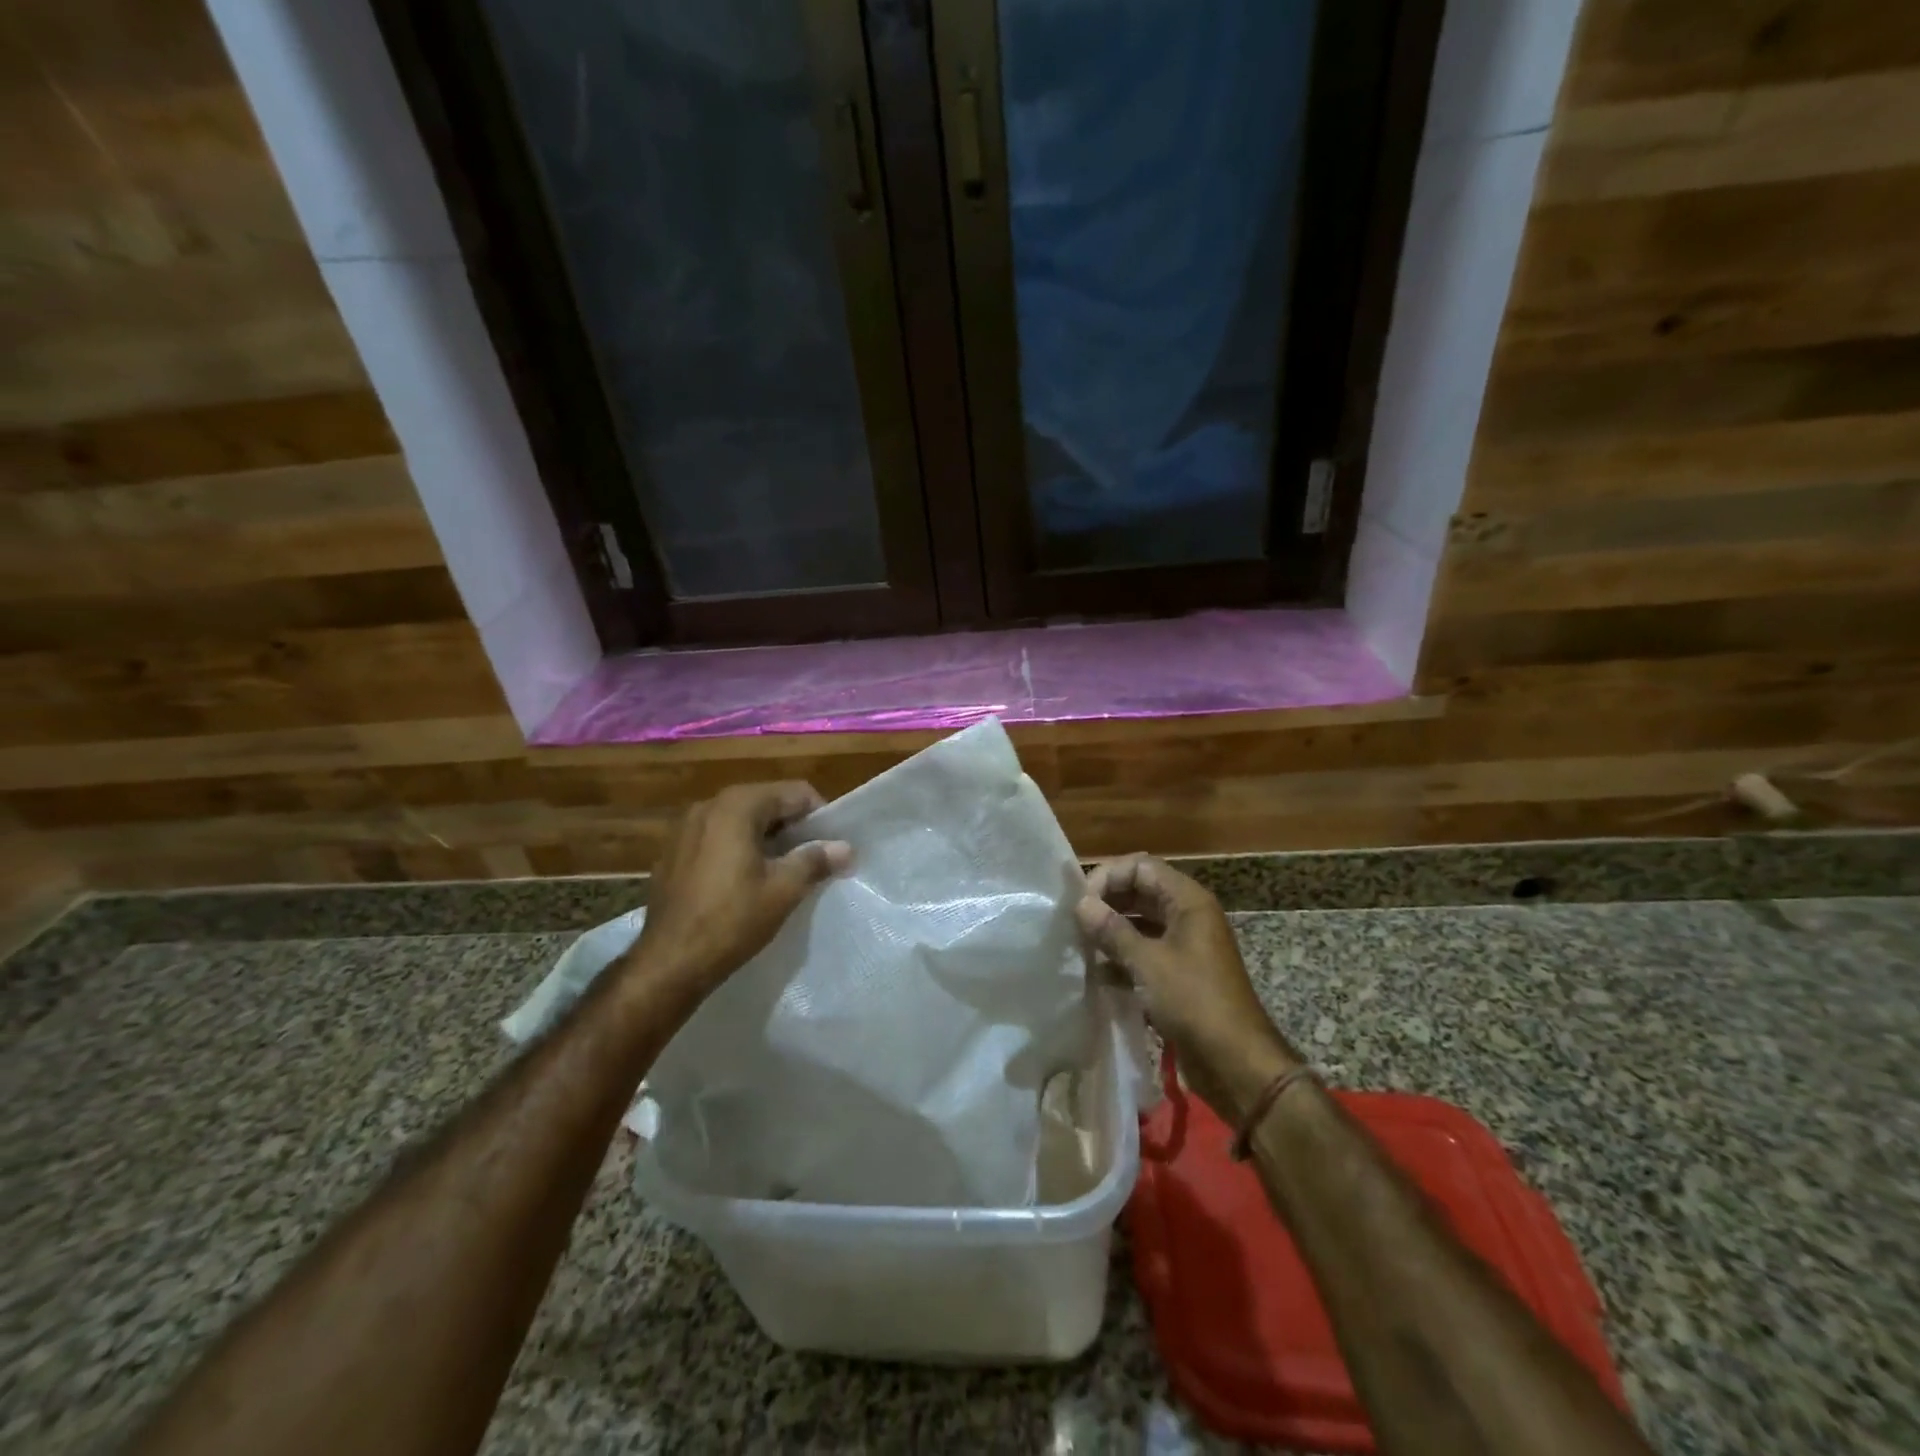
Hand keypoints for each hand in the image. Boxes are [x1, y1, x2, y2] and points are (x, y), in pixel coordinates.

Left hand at [628, 782, 851, 1000]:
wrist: (669, 962)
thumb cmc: (731, 920)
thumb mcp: (783, 890)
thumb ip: (816, 860)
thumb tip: (846, 847)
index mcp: (737, 806)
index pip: (794, 792)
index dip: (819, 815)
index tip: (831, 845)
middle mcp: (708, 805)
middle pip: (765, 801)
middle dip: (793, 825)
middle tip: (812, 857)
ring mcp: (685, 827)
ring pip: (740, 819)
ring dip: (766, 836)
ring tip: (783, 869)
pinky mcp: (673, 851)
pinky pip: (717, 836)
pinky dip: (738, 847)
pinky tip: (746, 879)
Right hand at [1076, 854, 1300, 1122]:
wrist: (1236, 1063)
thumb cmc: (1194, 1002)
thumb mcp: (1148, 963)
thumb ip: (1112, 930)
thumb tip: (1081, 905)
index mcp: (1188, 901)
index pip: (1141, 867)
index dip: (1108, 877)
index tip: (1080, 903)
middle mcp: (1188, 915)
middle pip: (1140, 891)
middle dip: (1107, 903)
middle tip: (1074, 922)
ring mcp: (1185, 945)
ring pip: (1141, 923)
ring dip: (1111, 931)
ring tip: (1080, 945)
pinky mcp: (1180, 975)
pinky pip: (1145, 952)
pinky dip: (1122, 957)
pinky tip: (1096, 972)